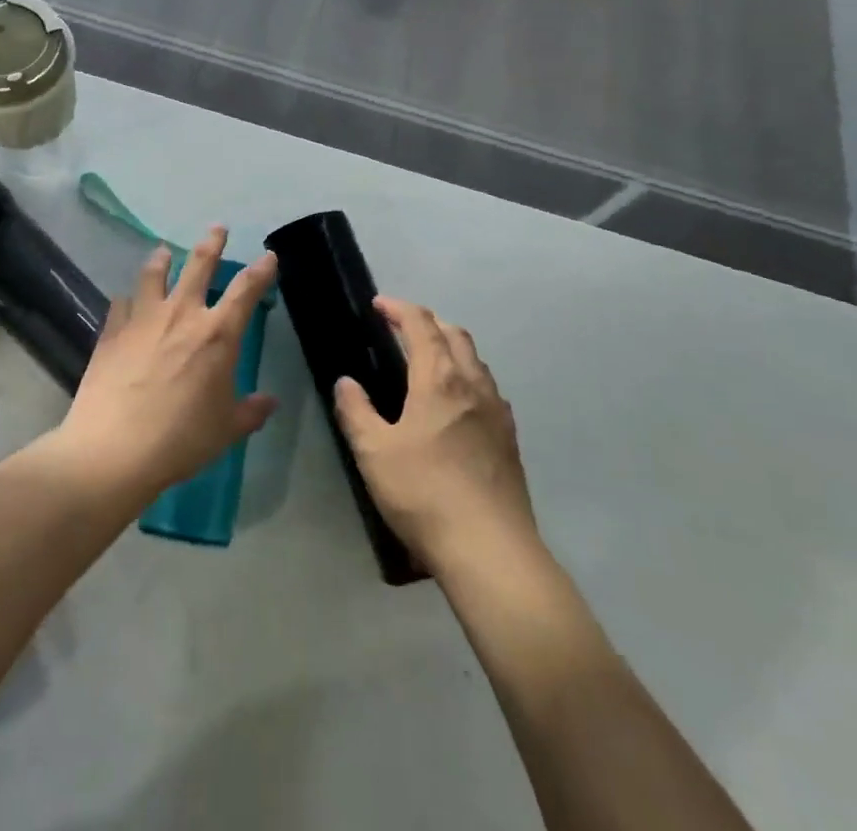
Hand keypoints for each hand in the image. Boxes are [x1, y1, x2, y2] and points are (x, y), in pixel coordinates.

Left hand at [52, 228, 277, 506]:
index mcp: (217, 335)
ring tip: (164, 252)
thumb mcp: (226, 430)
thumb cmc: (181, 439)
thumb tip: (269, 402)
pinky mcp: (112, 331)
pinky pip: (122, 304)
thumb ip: (250, 411)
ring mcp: (143, 319)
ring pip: (154, 275)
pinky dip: (127, 300)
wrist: (114, 448)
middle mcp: (182, 315)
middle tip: (217, 227)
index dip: (261, 271)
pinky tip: (125, 301)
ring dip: (162, 260)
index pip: (246, 291)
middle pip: (199, 266)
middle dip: (211, 243)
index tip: (268, 256)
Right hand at [334, 298, 544, 577]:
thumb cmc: (424, 493)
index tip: (379, 305)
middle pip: (454, 334)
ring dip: (451, 347)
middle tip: (401, 328)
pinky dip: (468, 377)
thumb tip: (346, 382)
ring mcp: (498, 411)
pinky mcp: (510, 439)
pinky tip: (458, 404)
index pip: (421, 324)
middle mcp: (473, 384)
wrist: (491, 550)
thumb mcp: (373, 453)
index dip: (399, 308)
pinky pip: (488, 389)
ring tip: (428, 360)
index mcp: (439, 378)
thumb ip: (356, 411)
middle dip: (427, 322)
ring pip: (476, 360)